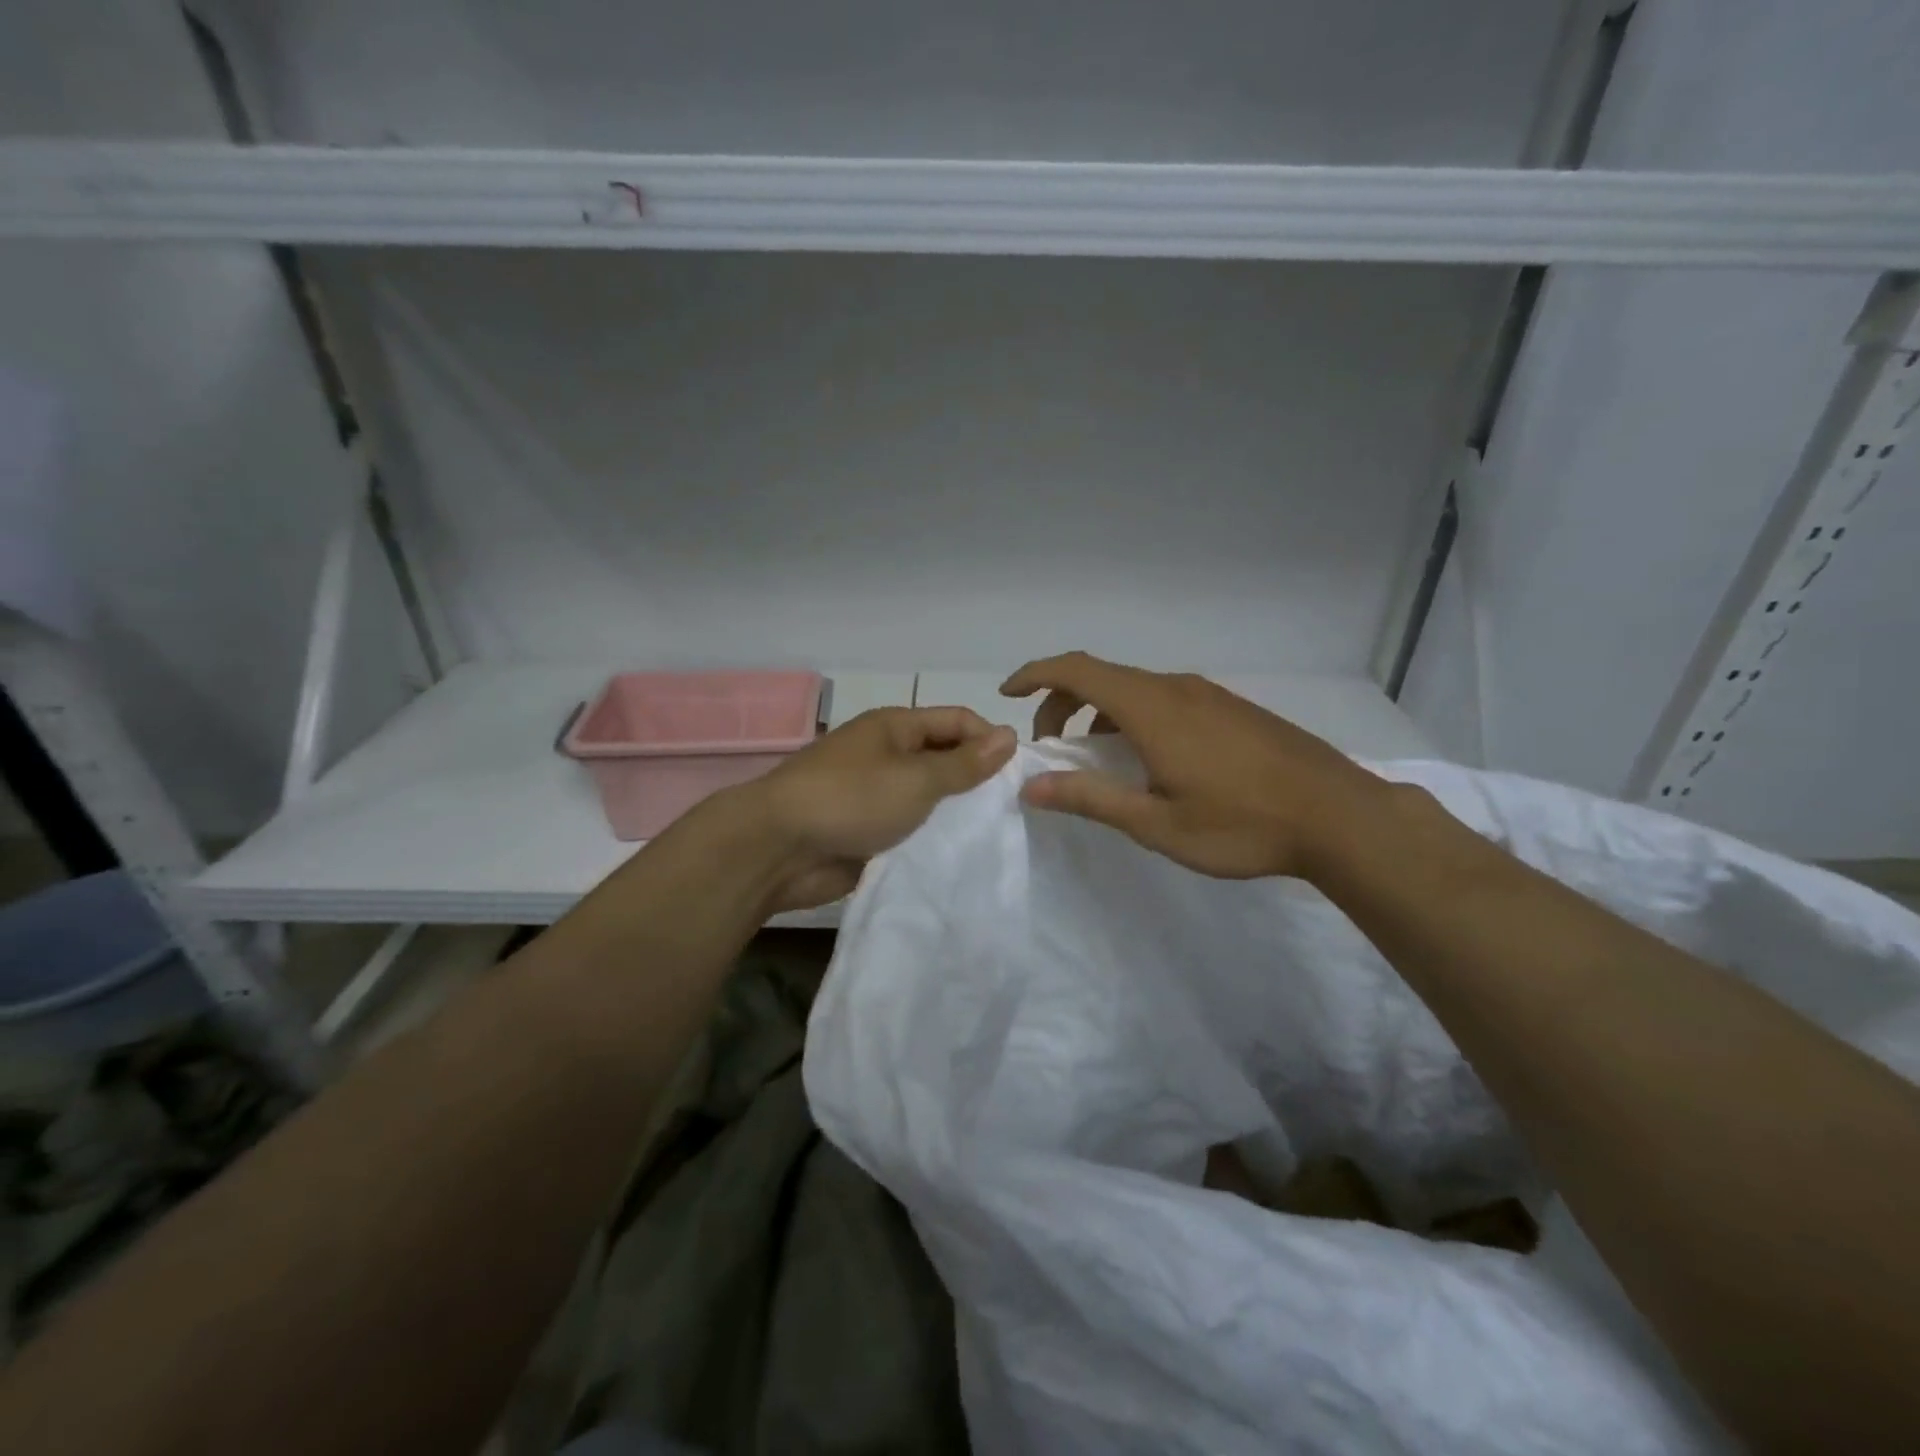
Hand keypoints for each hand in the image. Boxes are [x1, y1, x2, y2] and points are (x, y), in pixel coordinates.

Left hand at [753, 706, 1017, 910]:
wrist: (778, 849)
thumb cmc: (851, 800)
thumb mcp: (916, 778)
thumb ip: (964, 763)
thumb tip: (1009, 735)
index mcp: (896, 727)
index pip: (957, 721)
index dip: (991, 740)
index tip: (1021, 774)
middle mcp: (887, 754)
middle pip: (944, 758)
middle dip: (976, 779)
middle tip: (1014, 808)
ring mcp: (875, 794)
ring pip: (928, 797)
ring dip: (954, 812)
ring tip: (995, 834)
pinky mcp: (867, 830)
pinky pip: (909, 828)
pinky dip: (931, 837)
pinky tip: (960, 855)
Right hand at [1000, 652, 1393, 879]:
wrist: (1340, 816)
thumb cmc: (1242, 824)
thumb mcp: (1156, 823)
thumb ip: (1090, 800)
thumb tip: (1031, 786)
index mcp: (1152, 709)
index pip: (1077, 670)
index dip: (1036, 675)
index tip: (1008, 694)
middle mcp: (1176, 688)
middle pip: (1102, 677)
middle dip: (1062, 703)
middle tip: (1050, 748)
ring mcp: (1208, 695)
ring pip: (1135, 689)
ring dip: (1100, 713)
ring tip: (1095, 759)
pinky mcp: (1231, 708)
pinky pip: (1164, 699)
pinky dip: (1133, 717)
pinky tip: (1148, 760)